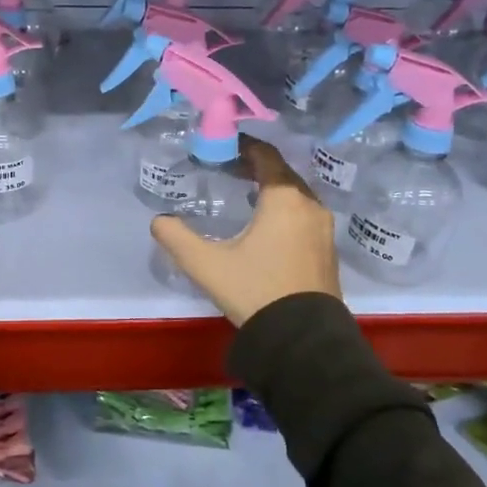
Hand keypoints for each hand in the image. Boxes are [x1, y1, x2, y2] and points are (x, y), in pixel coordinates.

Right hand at [151, 135, 341, 325]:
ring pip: (296, 194)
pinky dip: (285, 208)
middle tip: (227, 169)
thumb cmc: (256, 291)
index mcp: (284, 198)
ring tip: (244, 195)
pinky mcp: (328, 249)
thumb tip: (159, 221)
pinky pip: (304, 213)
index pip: (265, 156)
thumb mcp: (207, 265)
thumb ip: (177, 238)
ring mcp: (324, 228)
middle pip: (282, 172)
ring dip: (271, 188)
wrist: (303, 340)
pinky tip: (266, 225)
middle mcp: (310, 205)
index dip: (243, 147)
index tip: (222, 147)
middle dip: (255, 167)